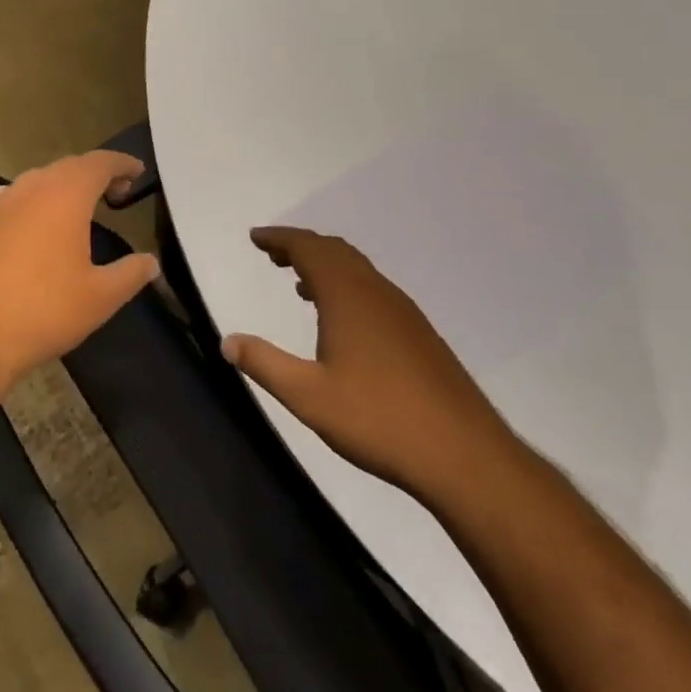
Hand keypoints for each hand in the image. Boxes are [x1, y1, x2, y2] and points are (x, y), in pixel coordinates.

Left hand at [0, 150, 159, 392]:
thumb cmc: (44, 310)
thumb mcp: (101, 297)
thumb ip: (131, 273)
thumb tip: (150, 262)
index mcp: (65, 195)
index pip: (99, 162)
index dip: (122, 163)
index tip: (138, 171)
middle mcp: (31, 188)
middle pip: (68, 166)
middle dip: (94, 173)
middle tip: (116, 192)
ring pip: (38, 180)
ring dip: (62, 186)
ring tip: (79, 207)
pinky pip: (14, 199)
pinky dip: (34, 202)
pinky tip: (34, 220)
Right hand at [222, 226, 520, 503]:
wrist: (463, 454)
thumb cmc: (378, 419)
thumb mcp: (308, 396)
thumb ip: (265, 364)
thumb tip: (227, 341)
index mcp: (348, 295)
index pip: (308, 248)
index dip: (279, 238)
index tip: (255, 237)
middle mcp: (376, 291)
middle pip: (334, 251)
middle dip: (301, 247)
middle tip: (272, 255)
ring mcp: (402, 311)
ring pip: (357, 269)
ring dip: (325, 266)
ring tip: (300, 283)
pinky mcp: (419, 333)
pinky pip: (373, 289)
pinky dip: (347, 286)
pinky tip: (342, 320)